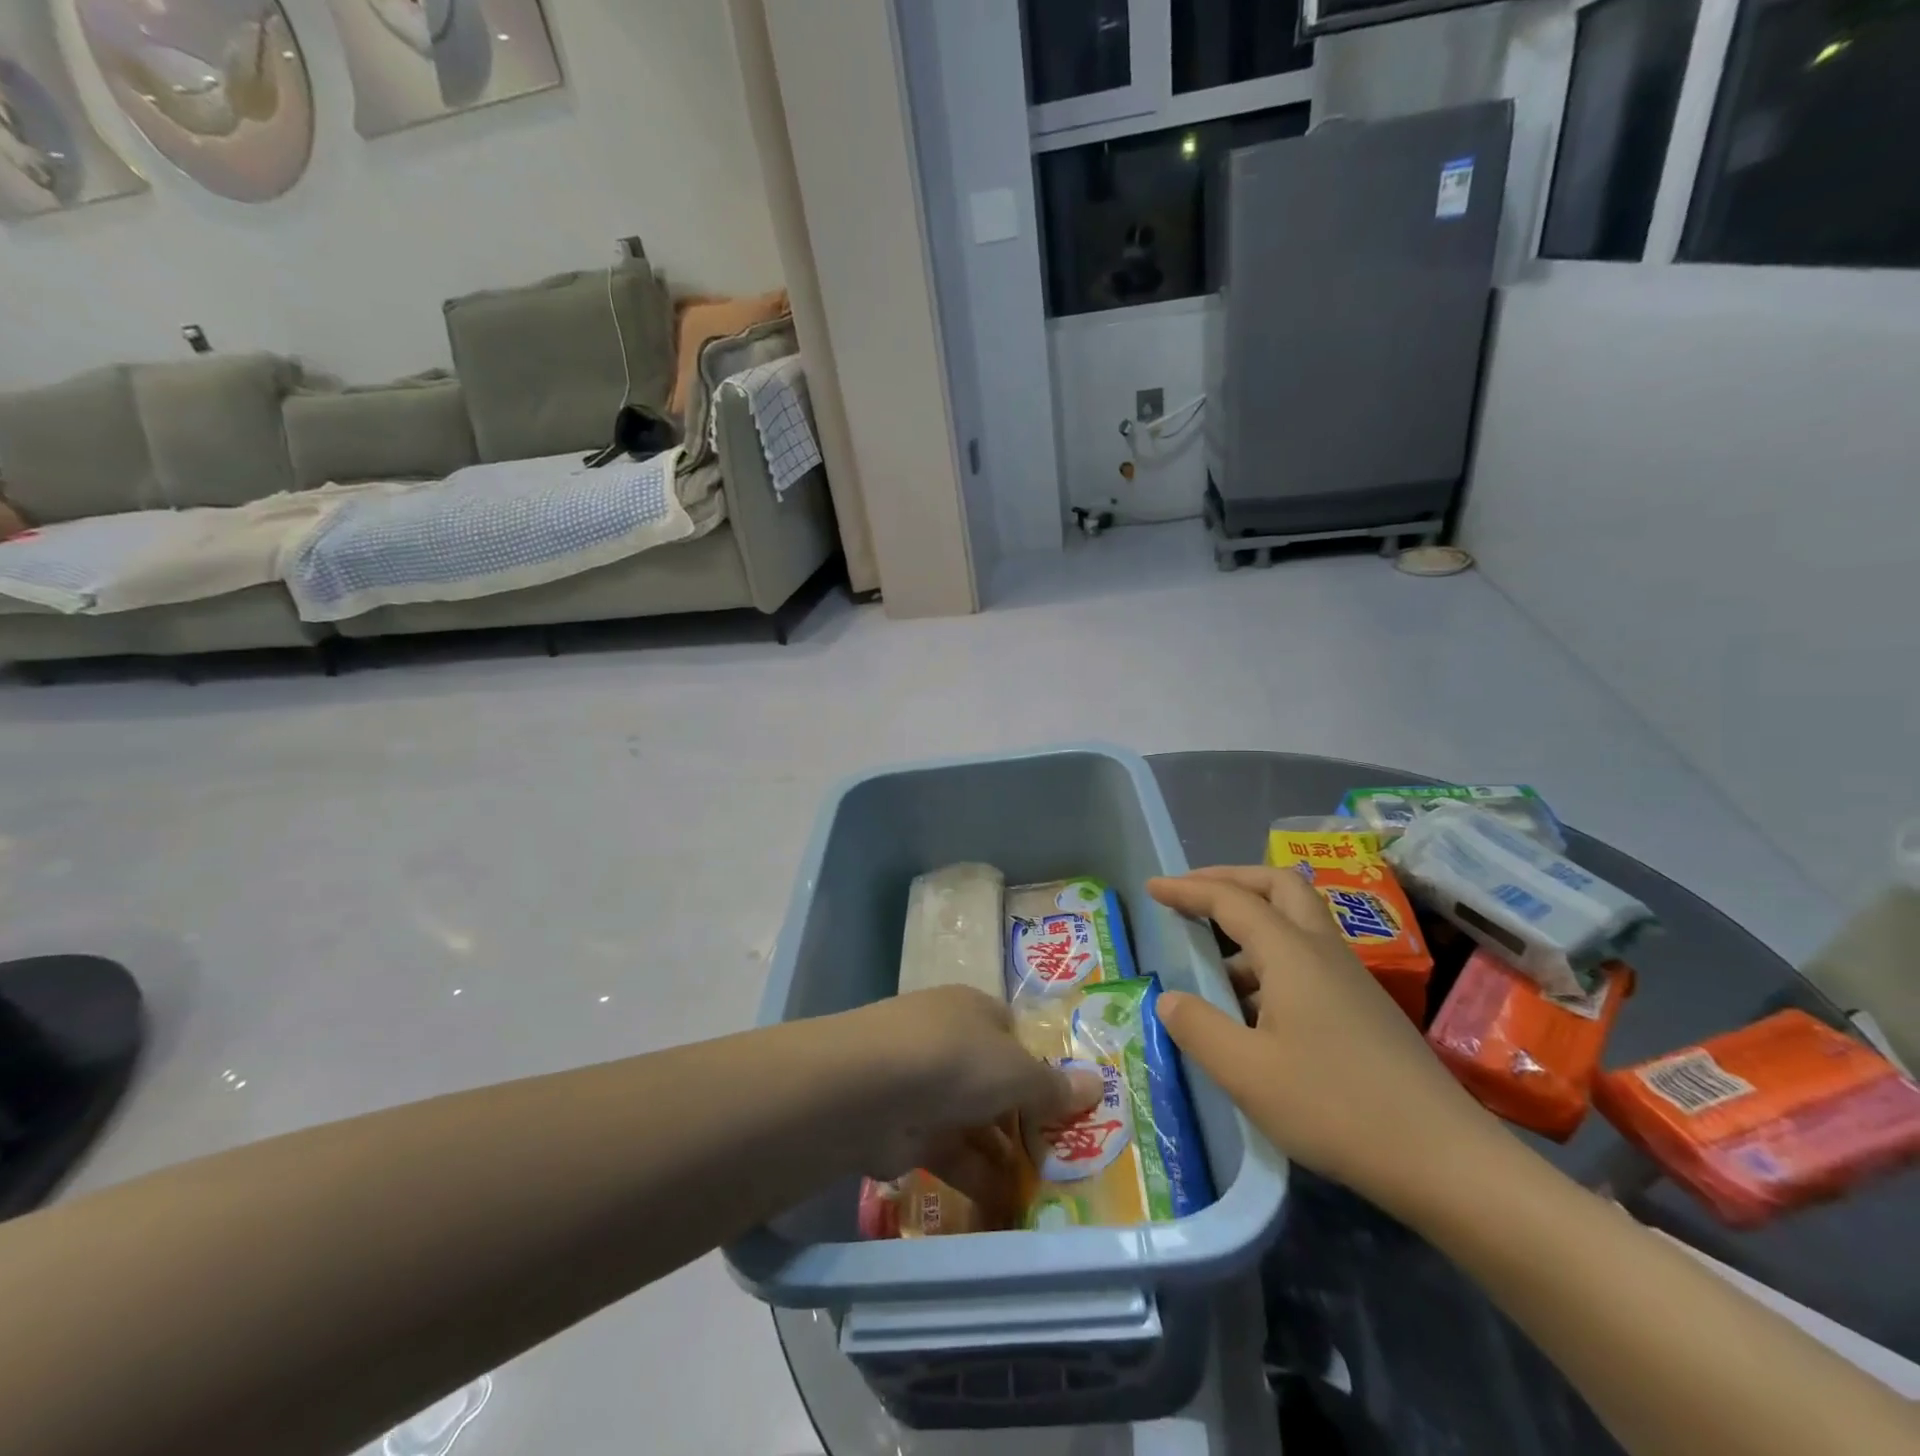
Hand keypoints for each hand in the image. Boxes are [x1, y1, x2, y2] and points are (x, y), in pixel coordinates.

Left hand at [832, 986, 1103, 1215]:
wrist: (868, 1090)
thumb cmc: (955, 1060)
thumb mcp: (1016, 1070)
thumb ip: (1053, 1086)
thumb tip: (1097, 1085)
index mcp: (975, 1011)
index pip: (1014, 1034)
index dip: (1042, 1067)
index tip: (1070, 1105)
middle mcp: (949, 1042)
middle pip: (996, 1080)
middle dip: (1026, 1118)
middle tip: (1066, 1157)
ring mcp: (926, 1086)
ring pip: (975, 1121)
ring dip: (1006, 1155)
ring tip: (1047, 1192)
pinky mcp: (908, 1131)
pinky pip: (952, 1155)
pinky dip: (978, 1178)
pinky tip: (1008, 1207)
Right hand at [1148, 866, 1501, 1217]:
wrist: (1446, 1161)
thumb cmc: (1336, 1108)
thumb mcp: (1247, 1073)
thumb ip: (1198, 1028)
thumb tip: (1171, 999)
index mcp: (1292, 954)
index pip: (1232, 900)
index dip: (1188, 889)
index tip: (1153, 887)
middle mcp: (1323, 952)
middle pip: (1279, 885)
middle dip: (1230, 879)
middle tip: (1192, 895)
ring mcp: (1349, 979)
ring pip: (1296, 921)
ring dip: (1251, 921)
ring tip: (1211, 960)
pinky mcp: (1363, 1008)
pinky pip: (1307, 958)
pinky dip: (1269, 958)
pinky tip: (1253, 1008)